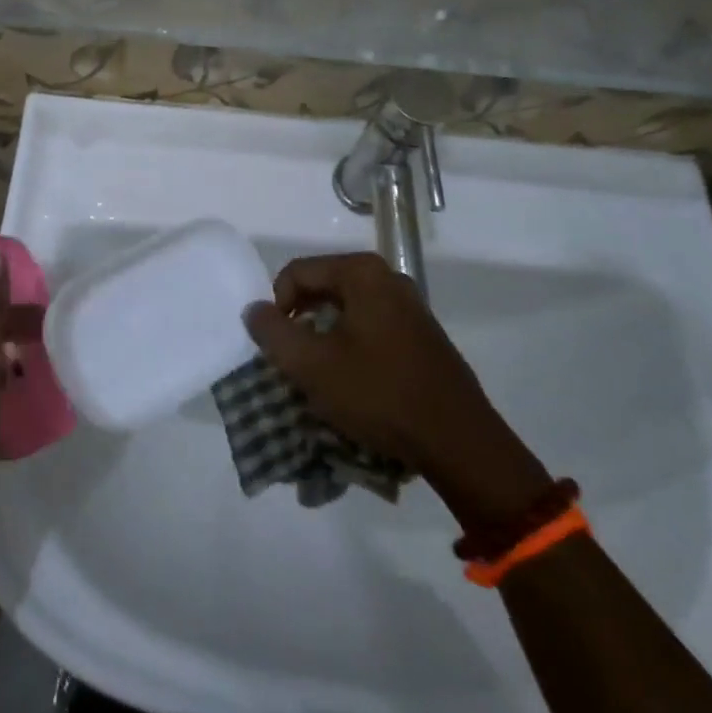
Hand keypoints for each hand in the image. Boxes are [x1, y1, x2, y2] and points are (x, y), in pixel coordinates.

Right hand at [244, 252, 549, 523]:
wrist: (457, 439)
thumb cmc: (378, 393)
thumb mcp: (312, 365)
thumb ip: (273, 332)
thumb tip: (254, 310)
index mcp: (362, 273)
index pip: (296, 273)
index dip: (277, 307)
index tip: (278, 346)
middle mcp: (388, 277)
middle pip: (322, 287)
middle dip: (300, 321)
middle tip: (294, 361)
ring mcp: (409, 305)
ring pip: (346, 309)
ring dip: (324, 336)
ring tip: (320, 374)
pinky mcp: (421, 333)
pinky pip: (370, 326)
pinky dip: (351, 345)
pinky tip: (353, 380)